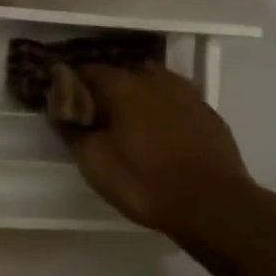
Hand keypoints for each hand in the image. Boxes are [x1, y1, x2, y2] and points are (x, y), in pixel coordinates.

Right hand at [64, 64, 256, 243]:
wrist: (214, 205)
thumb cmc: (146, 182)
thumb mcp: (96, 164)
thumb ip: (74, 130)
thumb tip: (62, 109)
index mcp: (122, 86)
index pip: (87, 70)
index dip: (72, 84)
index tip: (66, 102)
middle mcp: (152, 79)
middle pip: (120, 73)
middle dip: (105, 89)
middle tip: (97, 115)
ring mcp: (184, 92)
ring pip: (151, 83)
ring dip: (137, 94)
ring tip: (130, 121)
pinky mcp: (206, 110)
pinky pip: (175, 99)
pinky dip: (163, 108)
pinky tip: (162, 131)